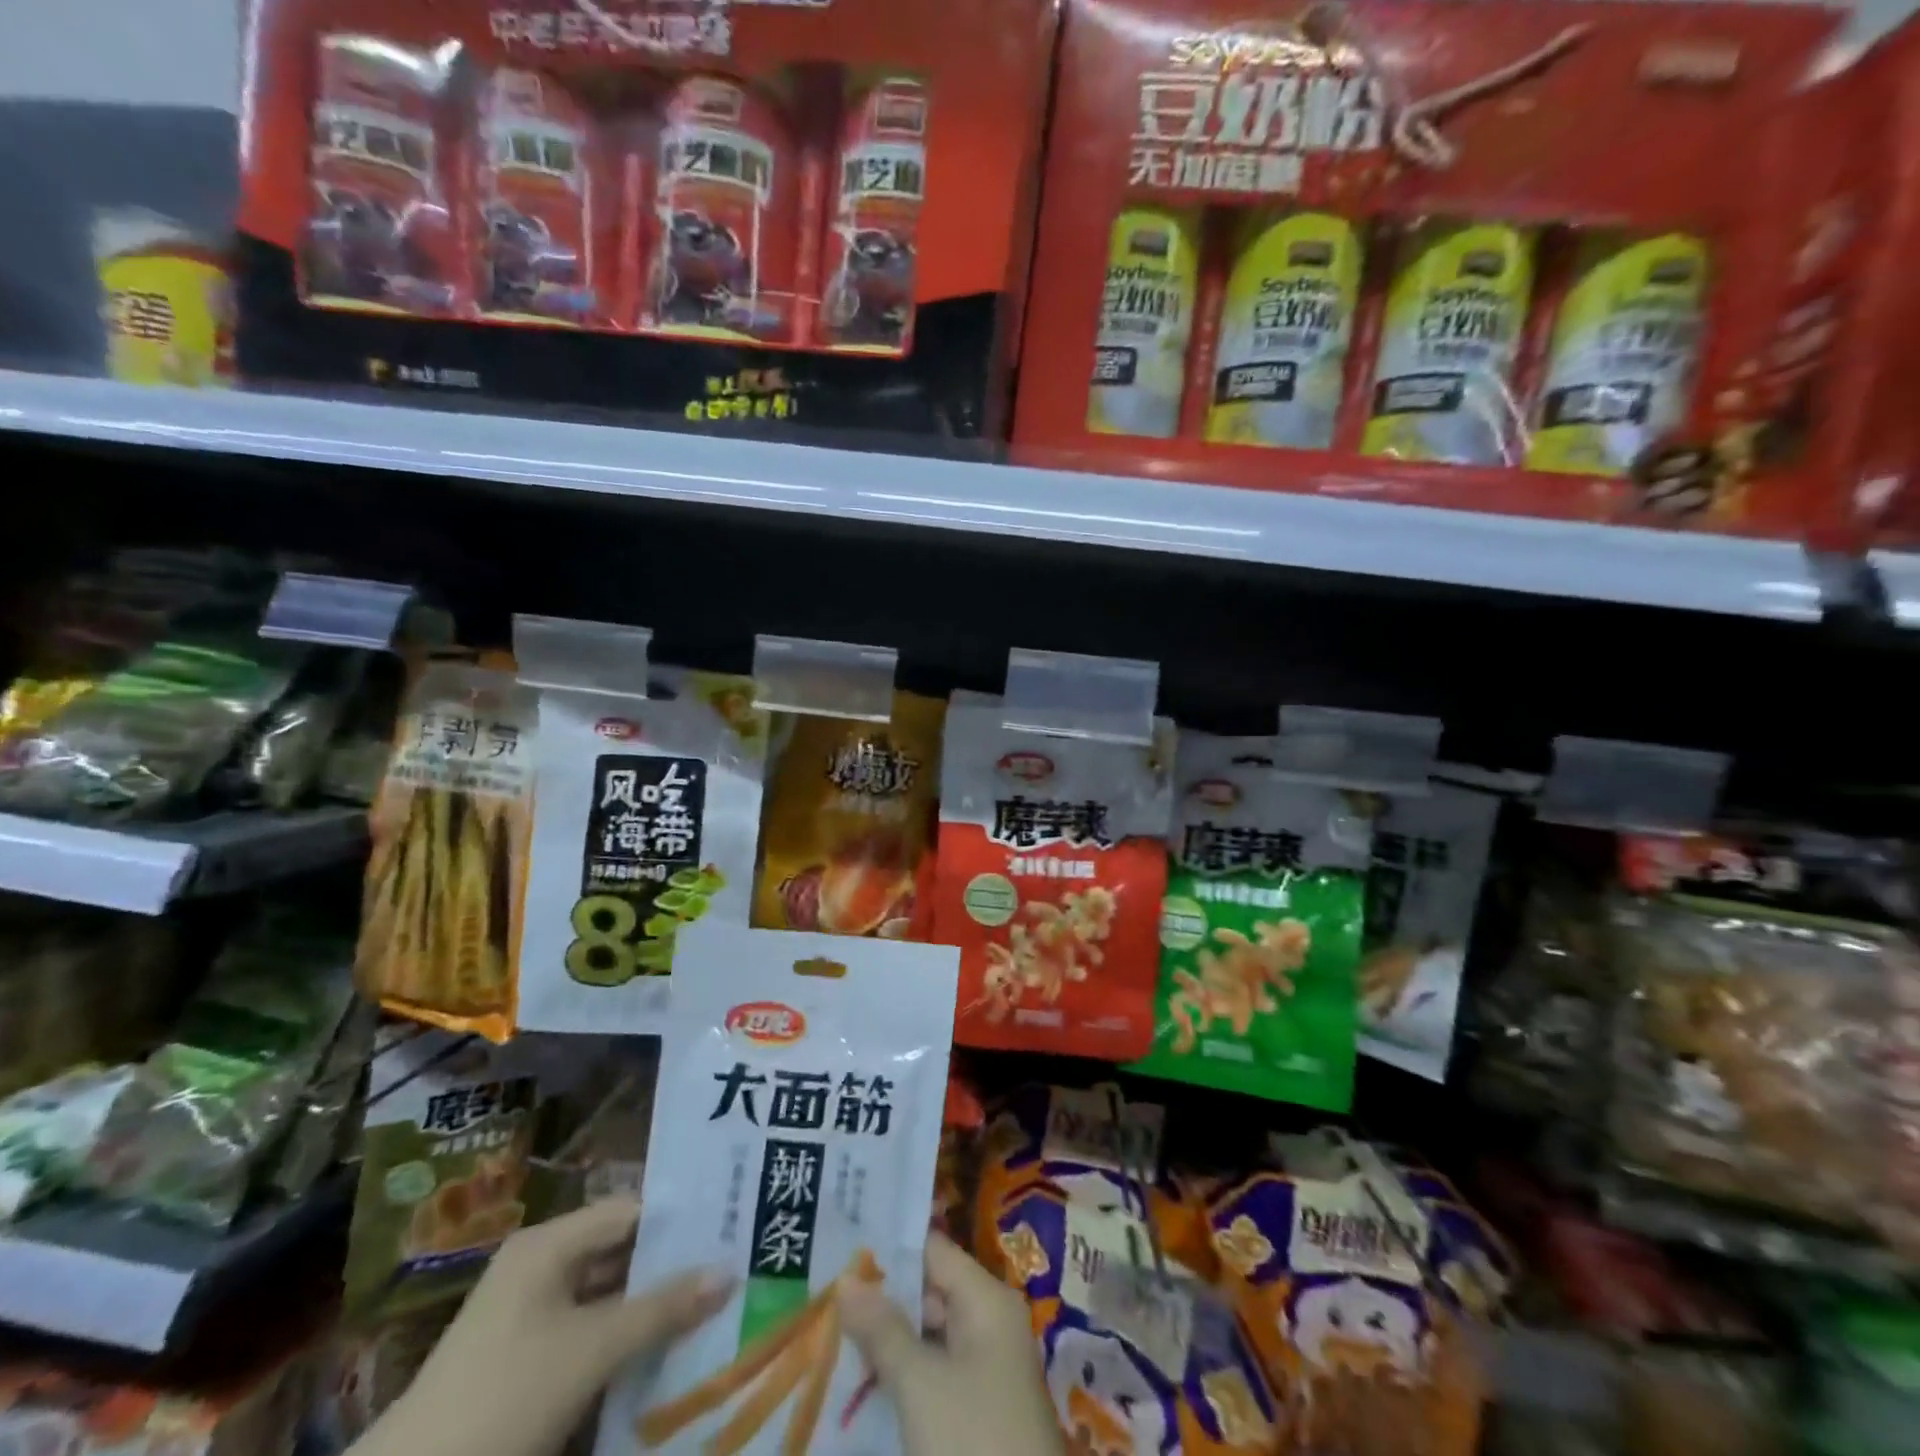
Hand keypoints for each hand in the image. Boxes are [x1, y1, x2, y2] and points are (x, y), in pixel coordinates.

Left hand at [352, 1200, 731, 1455]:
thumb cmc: (506, 1397)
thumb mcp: (594, 1349)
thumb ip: (663, 1307)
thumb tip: (730, 1271)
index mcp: (548, 1244)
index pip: (629, 1211)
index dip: (678, 1220)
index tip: (728, 1228)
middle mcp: (539, 1266)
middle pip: (618, 1251)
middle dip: (669, 1265)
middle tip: (728, 1266)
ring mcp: (527, 1315)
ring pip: (605, 1294)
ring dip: (648, 1305)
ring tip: (709, 1306)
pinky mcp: (523, 1359)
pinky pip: (587, 1331)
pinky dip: (622, 1337)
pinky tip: (663, 1348)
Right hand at [839, 1232, 1063, 1455]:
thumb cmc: (973, 1442)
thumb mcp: (920, 1384)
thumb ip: (882, 1329)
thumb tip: (846, 1279)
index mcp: (987, 1300)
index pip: (934, 1251)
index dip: (889, 1248)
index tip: (843, 1244)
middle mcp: (990, 1322)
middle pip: (930, 1292)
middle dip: (881, 1297)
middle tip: (828, 1293)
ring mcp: (986, 1368)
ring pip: (928, 1336)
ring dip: (887, 1338)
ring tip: (832, 1331)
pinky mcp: (977, 1409)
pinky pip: (934, 1373)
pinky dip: (901, 1373)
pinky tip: (861, 1379)